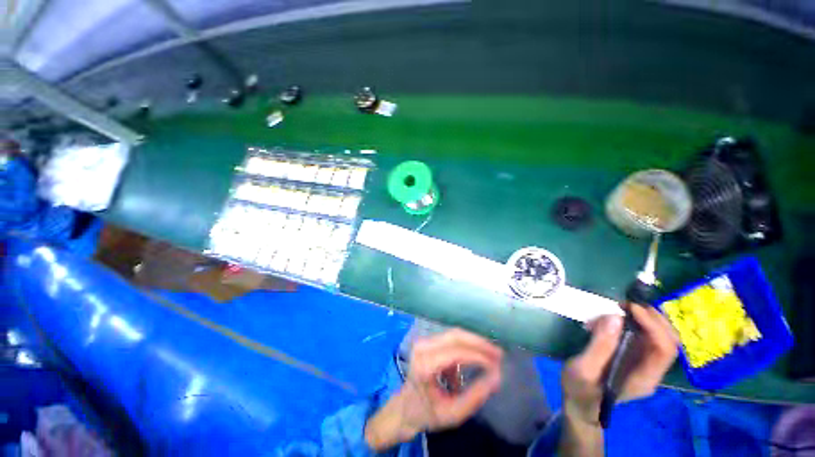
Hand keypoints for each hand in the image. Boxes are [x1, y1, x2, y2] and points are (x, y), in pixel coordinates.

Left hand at [365, 329, 502, 450]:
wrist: (405, 407)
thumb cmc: (427, 413)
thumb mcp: (453, 413)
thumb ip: (475, 396)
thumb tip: (497, 377)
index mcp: (424, 365)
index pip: (455, 353)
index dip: (478, 356)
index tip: (497, 364)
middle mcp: (422, 347)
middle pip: (455, 336)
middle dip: (479, 343)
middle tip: (499, 353)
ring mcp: (424, 342)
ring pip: (455, 335)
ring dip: (475, 344)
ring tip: (492, 356)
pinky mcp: (428, 342)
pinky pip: (452, 340)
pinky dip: (466, 348)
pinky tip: (476, 362)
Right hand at [562, 306, 678, 424]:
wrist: (580, 403)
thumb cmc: (580, 388)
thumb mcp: (584, 369)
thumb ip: (600, 346)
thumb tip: (614, 317)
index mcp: (644, 378)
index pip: (665, 349)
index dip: (653, 325)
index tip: (630, 308)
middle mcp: (651, 370)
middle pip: (669, 339)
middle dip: (652, 317)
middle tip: (626, 303)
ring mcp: (645, 363)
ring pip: (659, 335)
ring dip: (643, 318)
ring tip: (617, 309)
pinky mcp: (635, 357)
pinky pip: (644, 335)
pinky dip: (633, 322)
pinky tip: (613, 319)